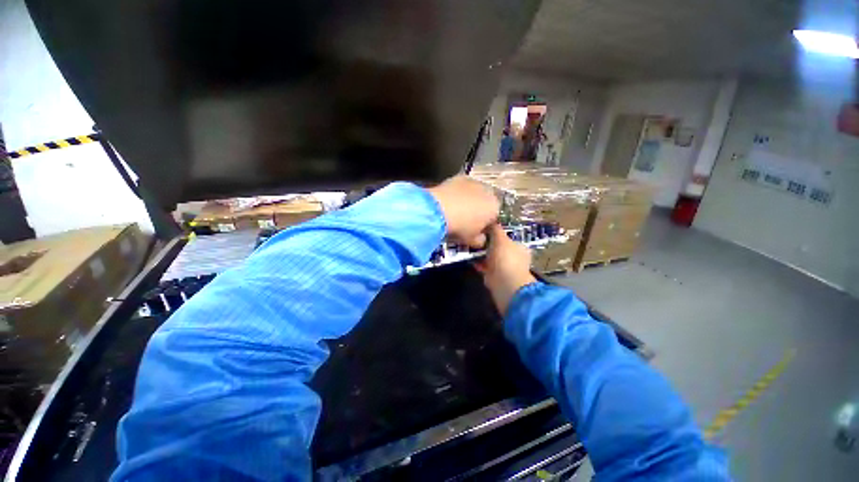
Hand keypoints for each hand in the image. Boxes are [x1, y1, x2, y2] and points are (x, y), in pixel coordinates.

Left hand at [427, 175, 499, 246]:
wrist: (439, 209)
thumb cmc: (460, 227)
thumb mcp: (472, 240)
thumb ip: (481, 240)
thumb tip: (481, 238)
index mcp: (495, 208)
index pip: (495, 217)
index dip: (486, 224)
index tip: (477, 230)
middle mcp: (489, 192)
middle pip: (486, 202)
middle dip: (480, 209)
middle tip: (467, 219)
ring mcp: (475, 182)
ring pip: (476, 192)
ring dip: (470, 199)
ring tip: (457, 209)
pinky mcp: (460, 177)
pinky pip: (463, 186)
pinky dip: (459, 192)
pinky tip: (450, 200)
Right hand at [475, 224, 536, 314]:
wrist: (505, 285)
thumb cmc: (507, 259)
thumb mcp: (501, 239)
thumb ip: (495, 229)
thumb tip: (491, 221)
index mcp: (520, 247)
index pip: (508, 236)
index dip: (497, 232)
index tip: (484, 228)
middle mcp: (514, 257)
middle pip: (499, 247)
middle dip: (488, 243)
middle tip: (474, 236)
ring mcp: (505, 268)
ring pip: (491, 257)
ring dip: (482, 253)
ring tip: (469, 245)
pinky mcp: (495, 277)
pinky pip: (485, 267)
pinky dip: (478, 263)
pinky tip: (469, 257)